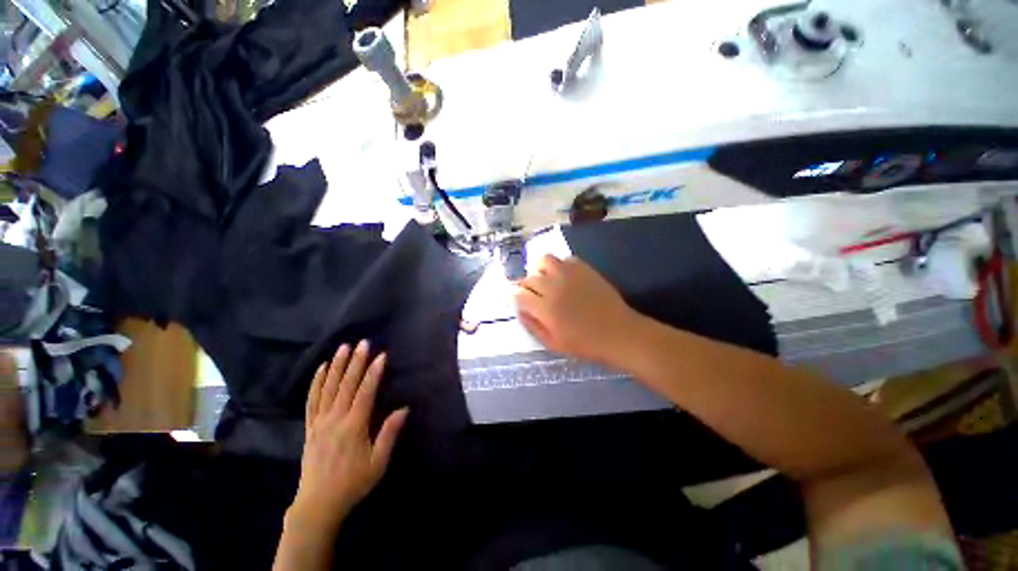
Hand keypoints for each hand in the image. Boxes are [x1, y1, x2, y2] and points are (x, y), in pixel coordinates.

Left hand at [290, 340, 408, 529]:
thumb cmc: (353, 483)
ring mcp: (319, 422)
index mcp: (353, 427)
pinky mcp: (309, 427)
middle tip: (362, 343)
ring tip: (343, 348)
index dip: (373, 373)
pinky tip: (321, 369)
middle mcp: (335, 419)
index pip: (365, 393)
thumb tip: (404, 409)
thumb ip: (389, 434)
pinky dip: (316, 382)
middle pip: (346, 385)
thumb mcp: (378, 462)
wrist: (317, 504)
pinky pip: (312, 400)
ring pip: (328, 388)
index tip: (380, 355)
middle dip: (355, 362)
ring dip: (336, 366)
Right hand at [515, 255, 639, 365]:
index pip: (519, 294)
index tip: (522, 302)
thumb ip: (532, 326)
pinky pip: (565, 259)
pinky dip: (560, 266)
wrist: (618, 332)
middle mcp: (553, 287)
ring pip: (544, 260)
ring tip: (547, 280)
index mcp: (545, 308)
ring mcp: (569, 274)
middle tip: (535, 294)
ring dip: (541, 270)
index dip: (517, 298)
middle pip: (529, 278)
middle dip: (527, 286)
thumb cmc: (584, 343)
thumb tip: (519, 310)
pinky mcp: (584, 268)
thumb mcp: (553, 343)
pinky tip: (565, 277)